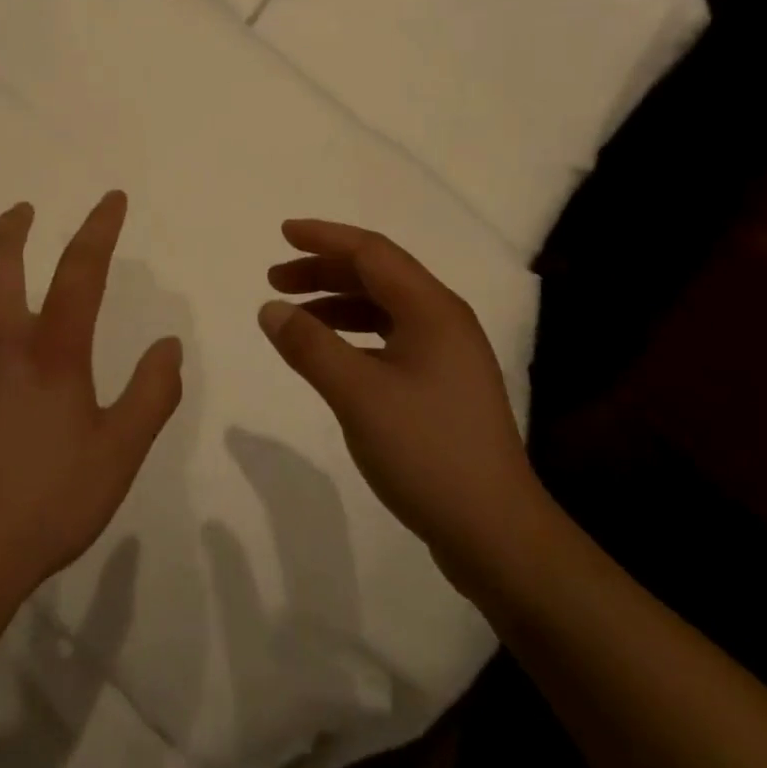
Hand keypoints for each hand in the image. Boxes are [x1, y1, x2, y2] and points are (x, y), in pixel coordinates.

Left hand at [0, 192, 183, 610]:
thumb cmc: (44, 504)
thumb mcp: (118, 455)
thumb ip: (152, 396)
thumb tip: (169, 345)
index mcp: (51, 350)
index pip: (80, 269)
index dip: (99, 227)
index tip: (110, 199)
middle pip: (0, 258)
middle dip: (13, 226)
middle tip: (21, 210)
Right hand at [258, 219, 538, 570]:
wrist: (496, 534)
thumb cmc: (427, 451)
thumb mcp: (357, 395)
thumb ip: (310, 346)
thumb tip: (270, 308)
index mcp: (432, 309)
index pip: (372, 252)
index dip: (324, 238)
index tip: (282, 234)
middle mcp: (444, 321)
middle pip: (377, 276)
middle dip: (324, 271)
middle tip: (276, 280)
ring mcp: (448, 355)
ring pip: (384, 308)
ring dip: (337, 303)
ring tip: (294, 317)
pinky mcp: (444, 386)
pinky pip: (391, 339)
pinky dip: (354, 335)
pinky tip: (331, 355)